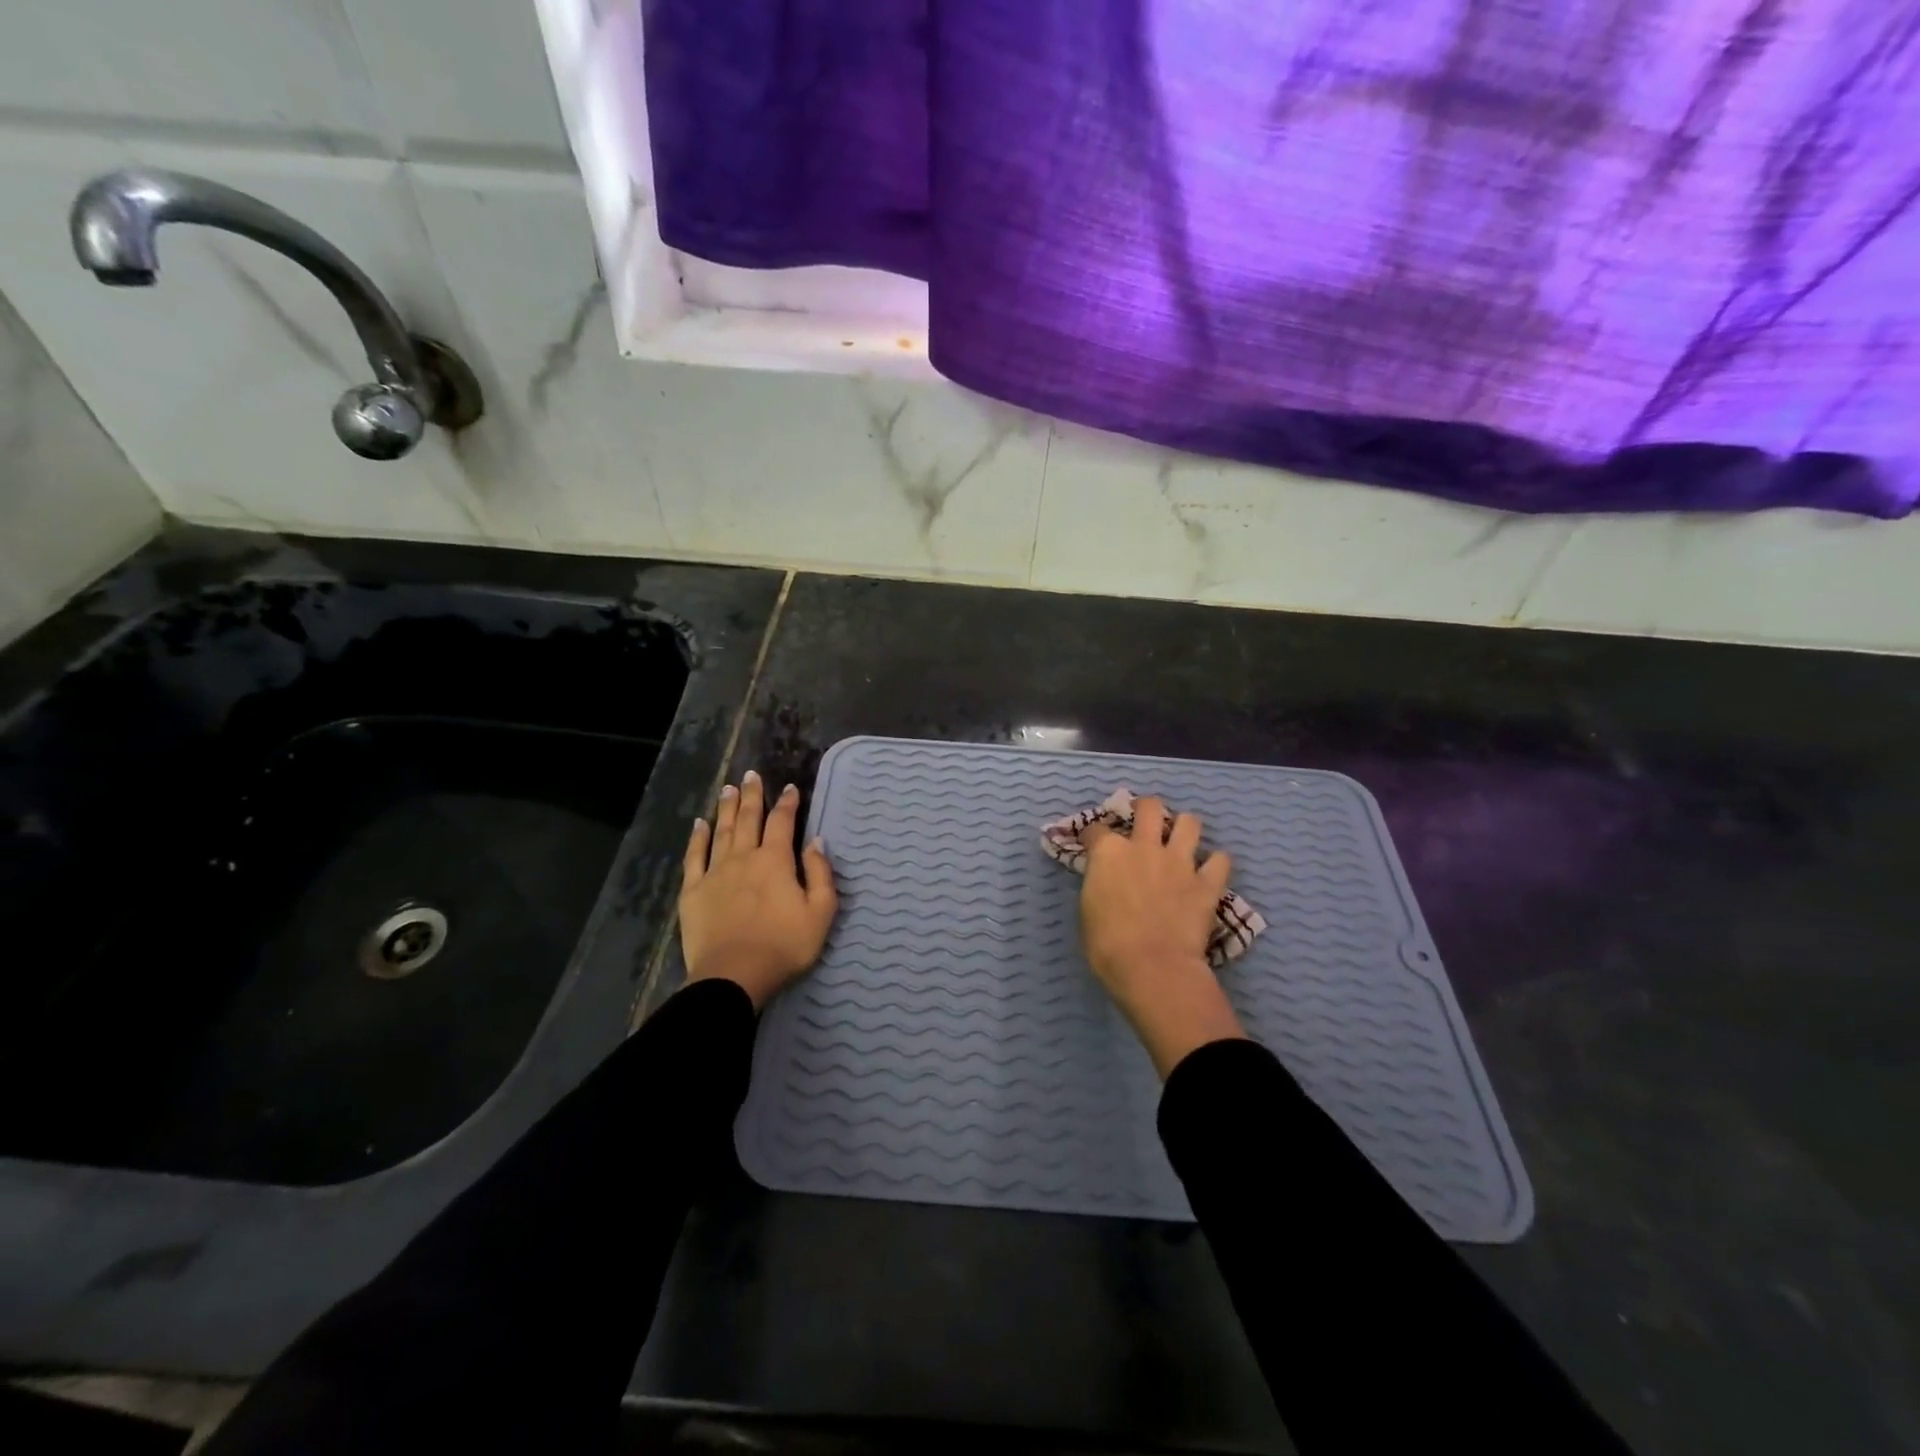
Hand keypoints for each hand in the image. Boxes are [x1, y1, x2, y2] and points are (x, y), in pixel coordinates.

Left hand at [680, 770, 837, 1008]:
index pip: (783, 822)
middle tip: (752, 774)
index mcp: (776, 861)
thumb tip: (815, 841)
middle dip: (753, 795)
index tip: (791, 788)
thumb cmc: (784, 946)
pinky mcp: (693, 890)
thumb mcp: (820, 913)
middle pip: (749, 818)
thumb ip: (820, 874)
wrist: (733, 976)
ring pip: (722, 830)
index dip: (788, 803)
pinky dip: (698, 837)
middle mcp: (744, 857)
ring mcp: (715, 872)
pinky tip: (699, 823)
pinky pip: (694, 856)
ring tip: (729, 788)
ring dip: (727, 807)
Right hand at [1080, 796, 1246, 1077]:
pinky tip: (1209, 871)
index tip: (1093, 844)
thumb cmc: (1107, 945)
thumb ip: (1098, 884)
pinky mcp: (1206, 883)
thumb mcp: (1088, 909)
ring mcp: (1179, 862)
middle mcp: (1144, 847)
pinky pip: (1221, 860)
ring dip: (1184, 828)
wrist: (1152, 967)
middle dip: (1146, 808)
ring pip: (1190, 823)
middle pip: (1150, 807)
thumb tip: (1105, 880)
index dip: (1093, 836)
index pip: (1095, 829)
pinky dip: (1215, 863)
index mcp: (1108, 853)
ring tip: (1181, 841)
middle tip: (1145, 821)